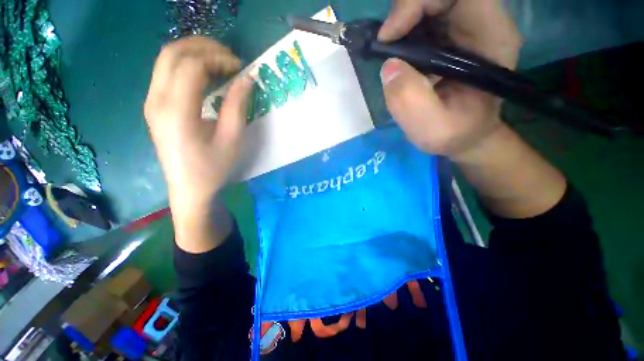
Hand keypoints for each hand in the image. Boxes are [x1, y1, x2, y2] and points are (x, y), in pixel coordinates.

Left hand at [144, 37, 252, 217]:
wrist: (188, 188)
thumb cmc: (213, 168)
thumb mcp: (231, 139)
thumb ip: (237, 105)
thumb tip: (246, 79)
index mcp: (177, 111)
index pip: (192, 65)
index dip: (218, 58)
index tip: (240, 67)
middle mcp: (156, 100)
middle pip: (172, 53)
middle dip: (203, 47)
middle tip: (229, 58)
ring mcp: (151, 102)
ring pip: (166, 59)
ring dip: (194, 54)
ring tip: (220, 64)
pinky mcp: (154, 106)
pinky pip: (166, 73)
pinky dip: (187, 66)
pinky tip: (206, 76)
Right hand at [378, 0, 522, 159]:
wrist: (466, 135)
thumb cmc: (454, 134)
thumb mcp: (432, 129)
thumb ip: (410, 101)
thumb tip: (389, 66)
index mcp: (491, 38)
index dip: (420, 1)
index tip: (389, 36)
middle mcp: (482, 23)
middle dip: (407, 9)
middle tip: (385, 42)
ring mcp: (466, 27)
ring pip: (431, 1)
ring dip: (404, 19)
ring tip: (390, 49)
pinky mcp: (451, 35)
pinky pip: (425, 16)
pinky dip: (404, 28)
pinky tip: (398, 53)